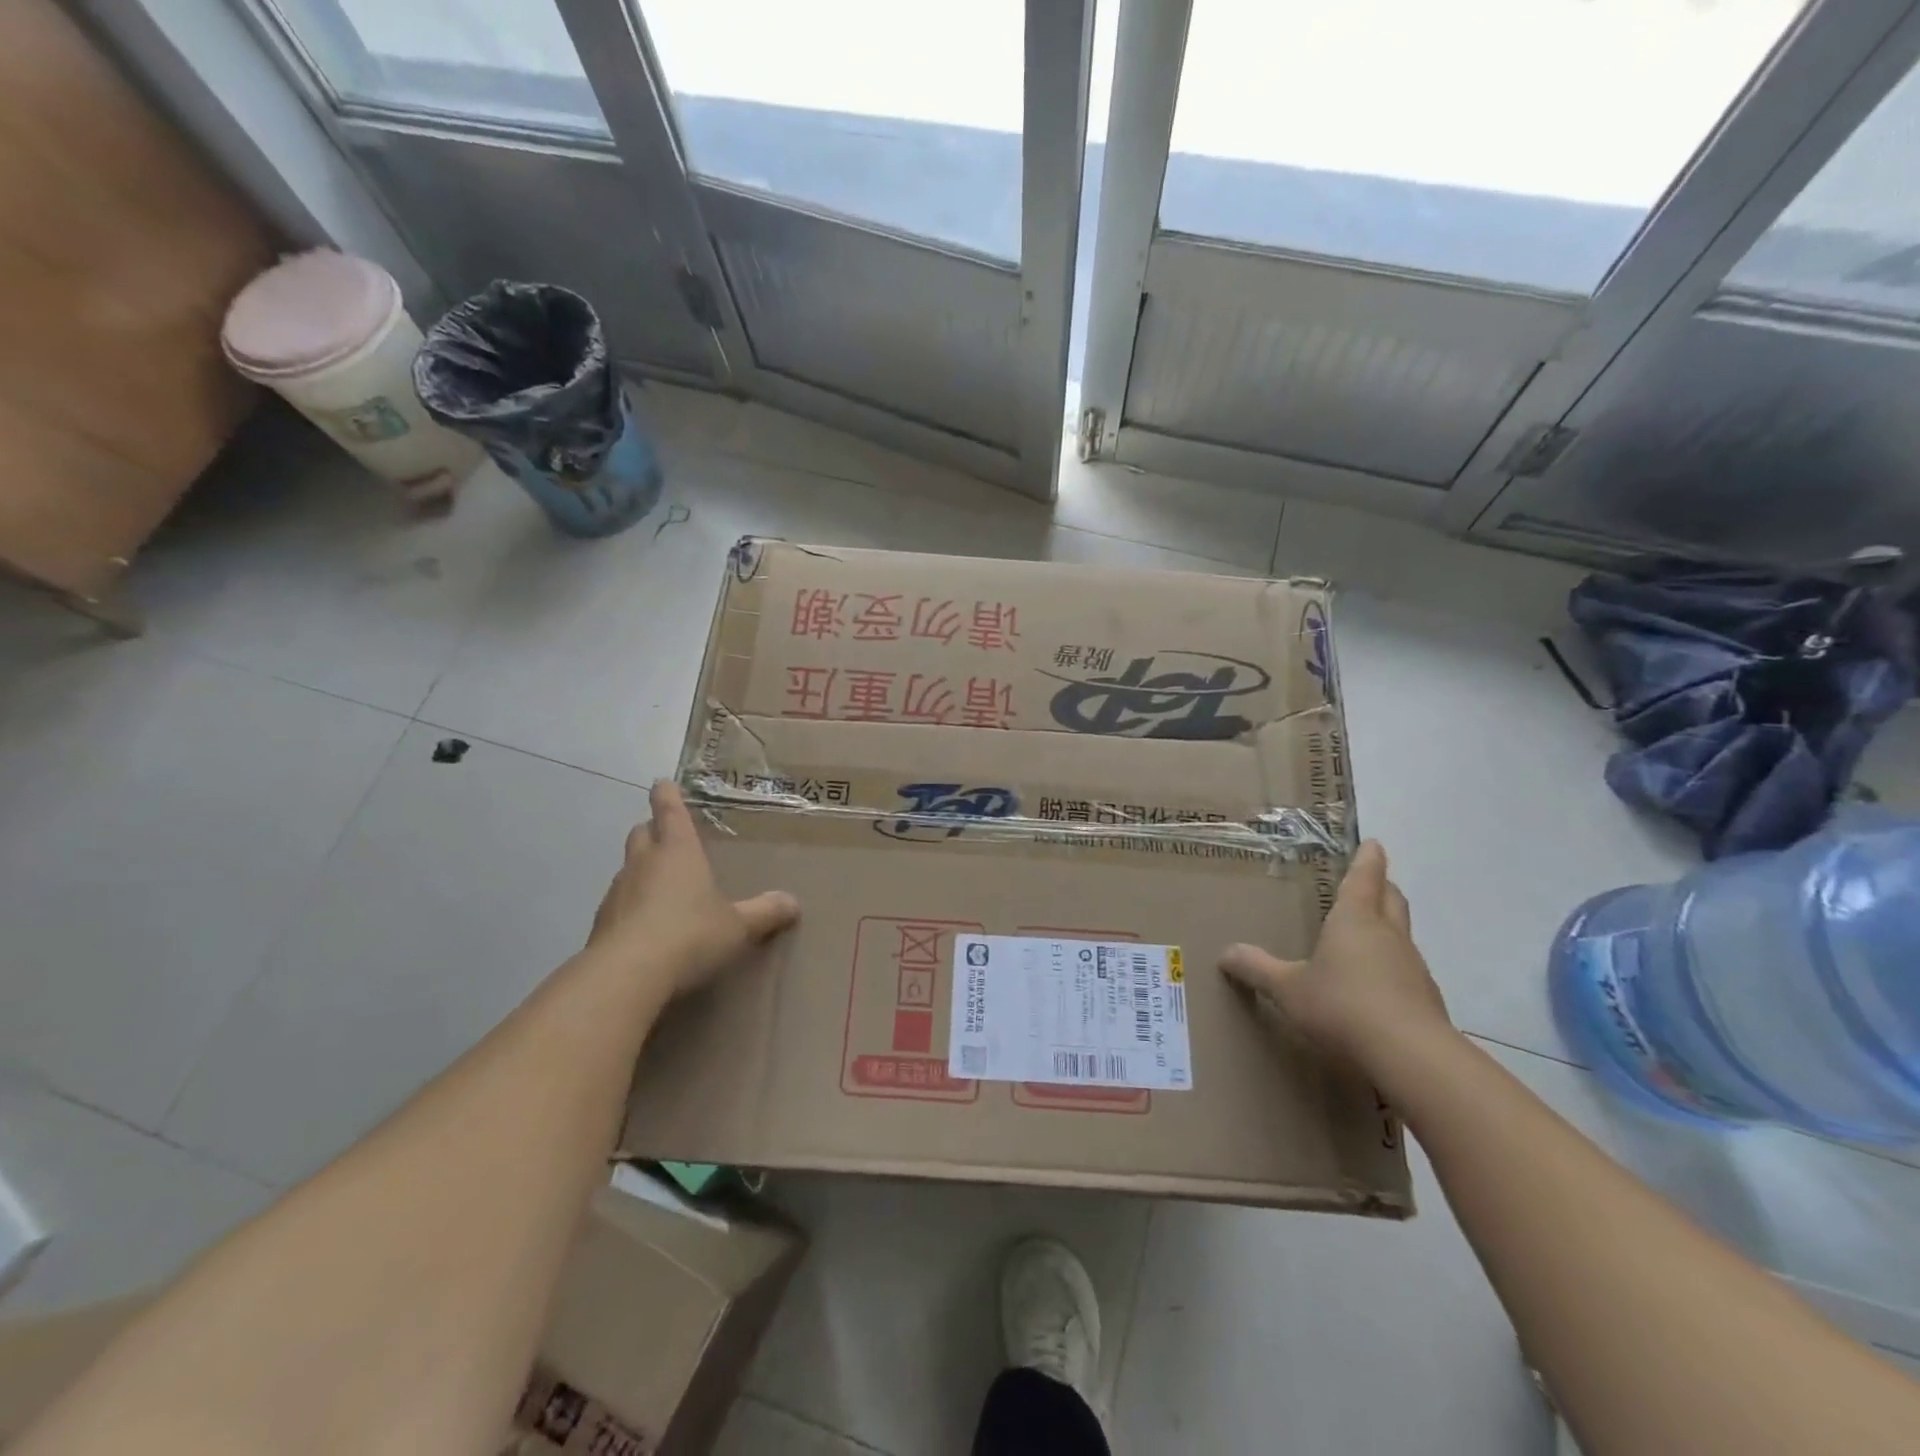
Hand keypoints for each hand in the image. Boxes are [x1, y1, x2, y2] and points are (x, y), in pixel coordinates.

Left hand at [586, 780, 799, 1000]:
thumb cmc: (689, 934)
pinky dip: (631, 906)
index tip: (664, 784)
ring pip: (628, 868)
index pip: (668, 809)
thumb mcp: (737, 926)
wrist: (626, 975)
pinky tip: (647, 926)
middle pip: (641, 832)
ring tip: (662, 886)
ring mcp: (617, 892)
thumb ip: (764, 912)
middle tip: (669, 837)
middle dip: (653, 830)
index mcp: (678, 850)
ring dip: (641, 870)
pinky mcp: (601, 923)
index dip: (667, 795)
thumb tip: (792, 902)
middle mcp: (644, 862)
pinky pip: (619, 903)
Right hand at [1219, 840, 1451, 1074]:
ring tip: (1366, 935)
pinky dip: (1392, 966)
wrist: (1411, 1058)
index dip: (1367, 858)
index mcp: (1355, 919)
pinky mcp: (1426, 999)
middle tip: (1369, 881)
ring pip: (1402, 934)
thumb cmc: (1342, 1006)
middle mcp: (1388, 935)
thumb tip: (1225, 954)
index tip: (1372, 843)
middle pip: (1392, 899)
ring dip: (1388, 927)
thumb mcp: (1288, 988)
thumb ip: (1257, 969)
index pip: (1364, 877)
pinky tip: (1375, 987)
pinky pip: (1407, 970)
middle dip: (1382, 886)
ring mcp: (1413, 967)